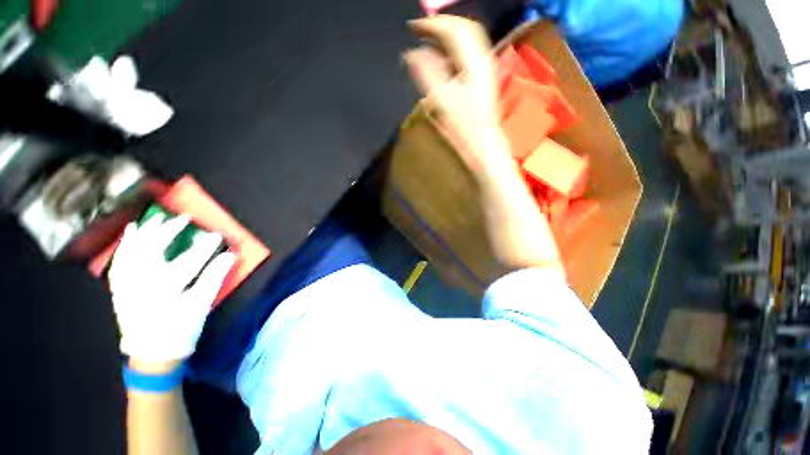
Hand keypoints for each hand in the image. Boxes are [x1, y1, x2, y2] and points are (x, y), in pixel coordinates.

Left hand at [109, 213, 235, 364]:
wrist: (152, 355)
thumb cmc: (180, 330)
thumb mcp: (200, 305)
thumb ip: (213, 278)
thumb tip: (229, 256)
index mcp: (165, 289)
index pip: (188, 261)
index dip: (204, 247)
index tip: (217, 235)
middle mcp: (141, 283)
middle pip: (153, 250)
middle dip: (168, 232)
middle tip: (181, 219)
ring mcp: (126, 286)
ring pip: (130, 254)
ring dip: (142, 234)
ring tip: (151, 220)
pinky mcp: (119, 290)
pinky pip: (119, 263)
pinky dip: (124, 248)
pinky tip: (129, 237)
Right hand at [404, 15, 508, 173]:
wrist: (482, 142)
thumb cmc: (462, 126)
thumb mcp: (441, 100)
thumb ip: (426, 73)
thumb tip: (411, 54)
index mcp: (473, 61)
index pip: (452, 29)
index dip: (430, 25)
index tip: (412, 27)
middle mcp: (482, 58)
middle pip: (462, 28)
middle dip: (440, 25)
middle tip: (420, 29)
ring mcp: (484, 67)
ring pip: (466, 39)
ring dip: (446, 36)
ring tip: (427, 40)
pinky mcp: (481, 77)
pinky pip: (466, 53)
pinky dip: (451, 50)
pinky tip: (441, 58)